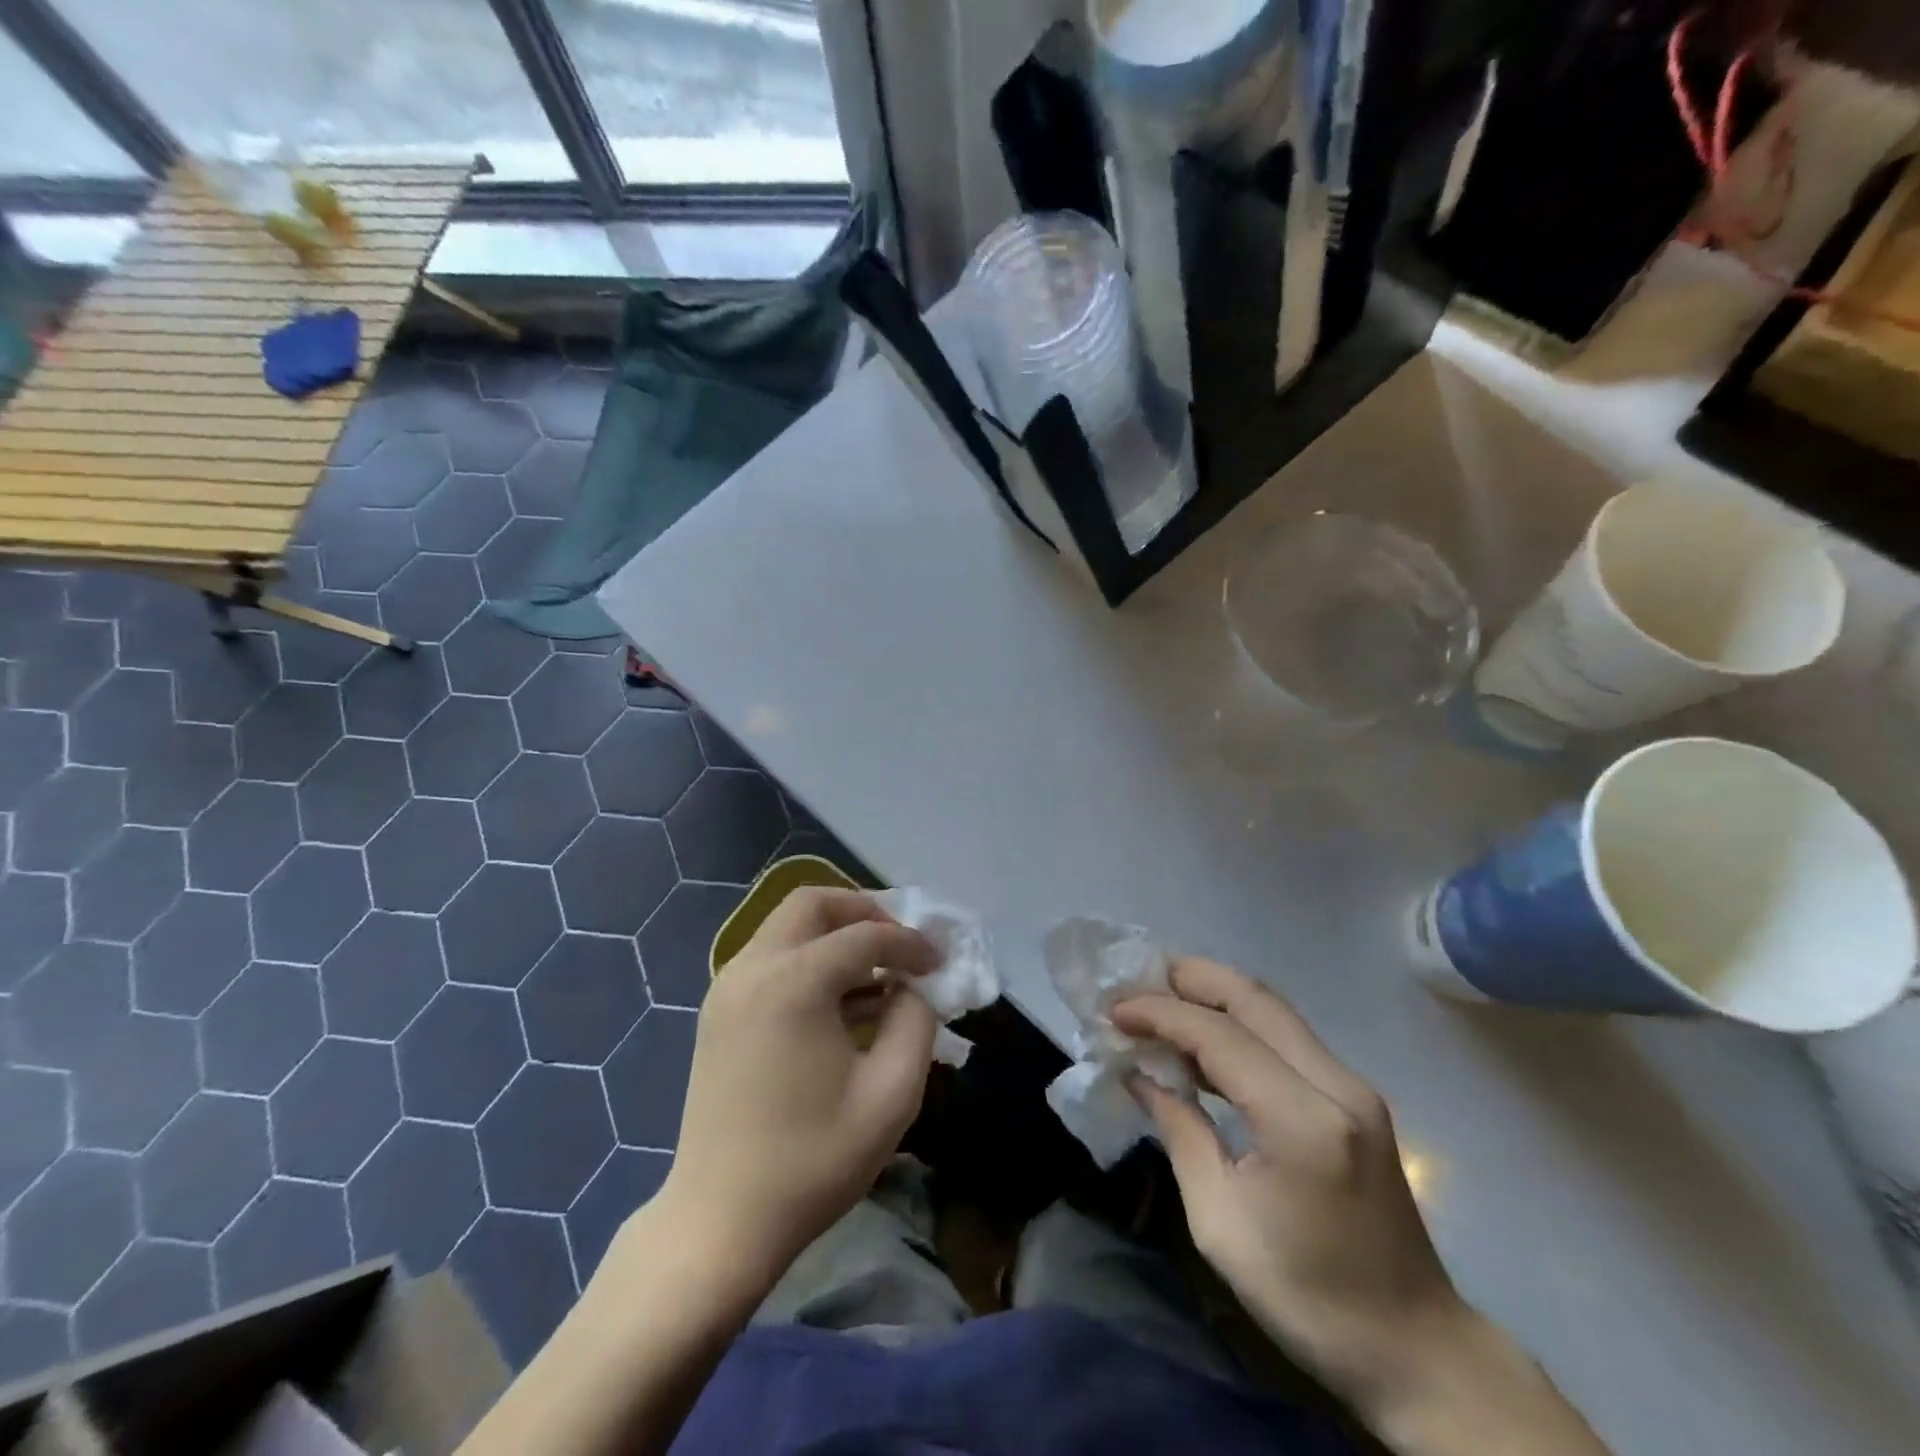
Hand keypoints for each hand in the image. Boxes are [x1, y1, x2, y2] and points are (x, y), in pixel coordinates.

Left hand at [656, 888, 940, 1284]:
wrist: (720, 1222)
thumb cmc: (812, 1161)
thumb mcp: (891, 1095)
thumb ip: (916, 1023)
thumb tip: (912, 989)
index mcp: (793, 982)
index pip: (865, 935)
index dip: (910, 943)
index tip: (940, 962)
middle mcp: (753, 968)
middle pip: (812, 904)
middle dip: (863, 912)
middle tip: (899, 944)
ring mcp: (728, 988)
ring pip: (788, 928)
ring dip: (836, 935)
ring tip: (878, 975)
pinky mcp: (719, 1012)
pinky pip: (771, 959)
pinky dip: (810, 960)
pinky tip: (841, 1003)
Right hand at [1113, 960, 1466, 1414]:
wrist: (1415, 1349)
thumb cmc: (1308, 1296)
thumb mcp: (1219, 1222)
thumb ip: (1179, 1131)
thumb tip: (1140, 1076)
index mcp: (1302, 1120)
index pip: (1219, 1035)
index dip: (1160, 1013)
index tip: (1114, 1010)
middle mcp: (1336, 1084)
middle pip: (1254, 999)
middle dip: (1191, 978)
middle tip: (1136, 978)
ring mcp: (1353, 1087)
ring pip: (1273, 1010)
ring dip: (1214, 995)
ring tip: (1160, 999)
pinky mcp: (1355, 1098)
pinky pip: (1286, 1037)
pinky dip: (1239, 1024)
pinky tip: (1204, 1041)